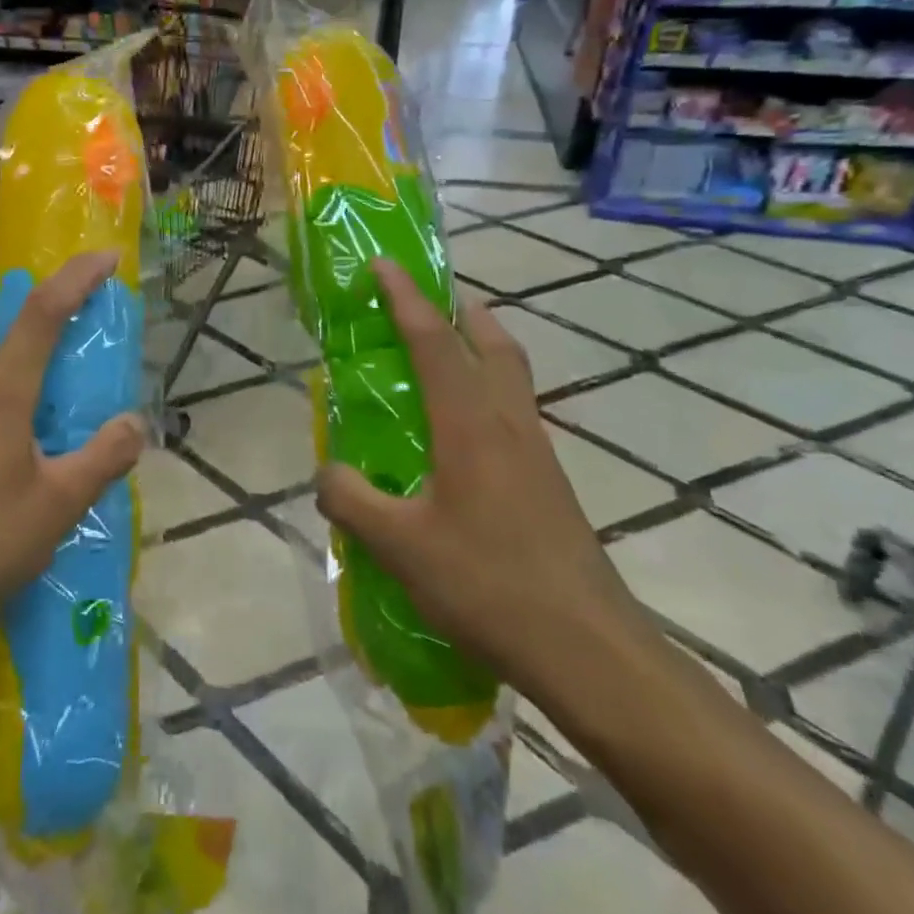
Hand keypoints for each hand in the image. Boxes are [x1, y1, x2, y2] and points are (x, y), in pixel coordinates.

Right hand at [315, 261, 644, 691]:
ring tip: (447, 353)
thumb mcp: (399, 545)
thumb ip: (351, 500)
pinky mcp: (549, 483)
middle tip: (431, 299)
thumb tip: (326, 473)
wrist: (587, 648)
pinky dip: (489, 393)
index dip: (405, 297)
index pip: (434, 341)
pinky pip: (515, 412)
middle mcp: (509, 423)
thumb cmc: (488, 584)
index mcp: (470, 424)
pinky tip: (463, 434)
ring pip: (512, 376)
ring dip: (481, 348)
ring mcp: (537, 453)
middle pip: (493, 344)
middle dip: (461, 310)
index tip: (384, 264)